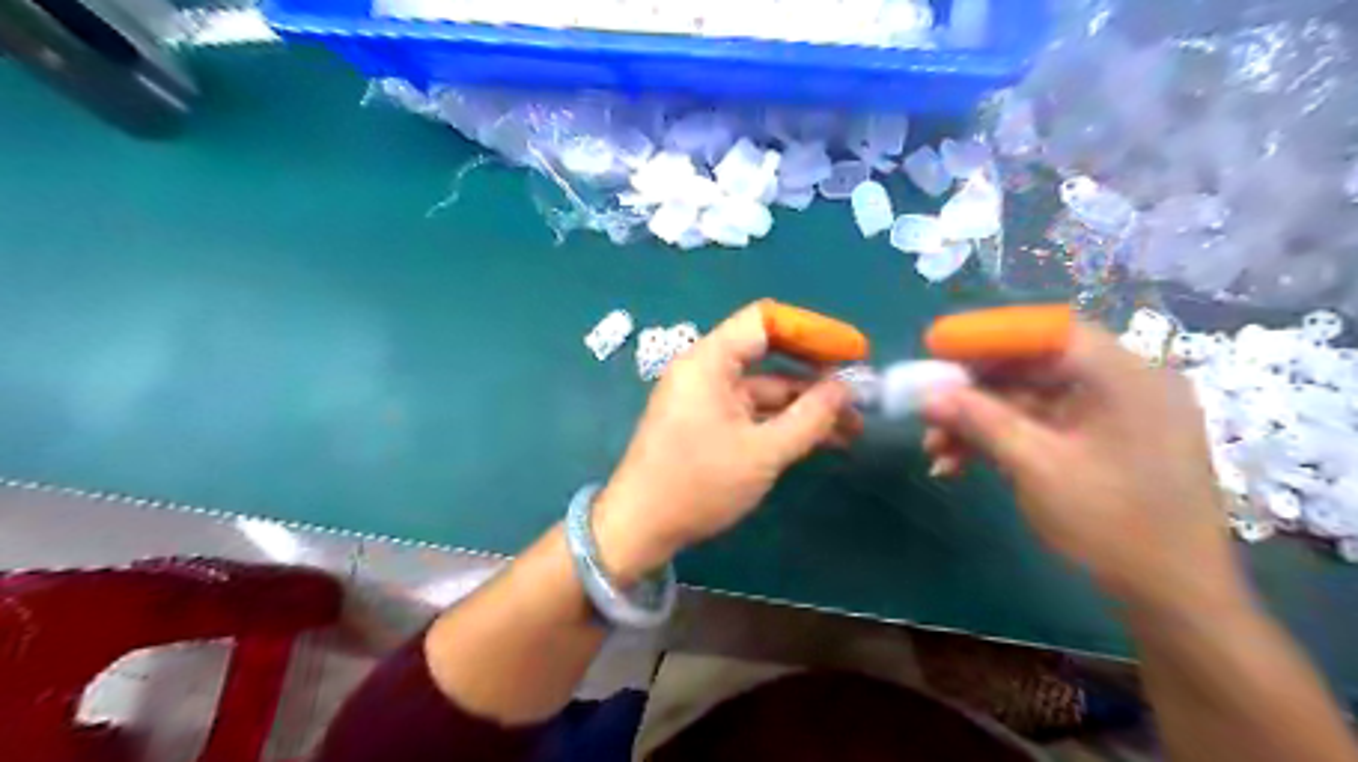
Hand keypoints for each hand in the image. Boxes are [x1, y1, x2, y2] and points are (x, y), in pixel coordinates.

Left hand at [597, 301, 858, 579]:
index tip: (854, 352)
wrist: (640, 527)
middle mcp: (706, 370)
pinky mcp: (709, 422)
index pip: (766, 321)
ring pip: (766, 387)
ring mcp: (707, 397)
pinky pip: (753, 410)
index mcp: (709, 362)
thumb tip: (846, 388)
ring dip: (807, 403)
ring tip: (854, 425)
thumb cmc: (698, 485)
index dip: (814, 331)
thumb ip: (810, 417)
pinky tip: (823, 438)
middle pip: (769, 353)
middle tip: (860, 390)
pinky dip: (785, 420)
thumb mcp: (763, 453)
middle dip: (817, 372)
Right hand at [922, 318, 1237, 611]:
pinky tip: (958, 464)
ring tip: (934, 449)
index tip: (936, 348)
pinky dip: (1000, 441)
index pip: (1048, 332)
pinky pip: (1040, 427)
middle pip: (1033, 367)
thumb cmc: (1114, 526)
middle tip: (928, 408)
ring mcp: (1111, 418)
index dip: (988, 335)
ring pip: (1029, 401)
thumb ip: (980, 421)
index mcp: (1125, 378)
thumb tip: (927, 396)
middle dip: (974, 391)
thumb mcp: (1037, 467)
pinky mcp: (1099, 445)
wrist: (1174, 600)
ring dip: (978, 422)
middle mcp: (1122, 386)